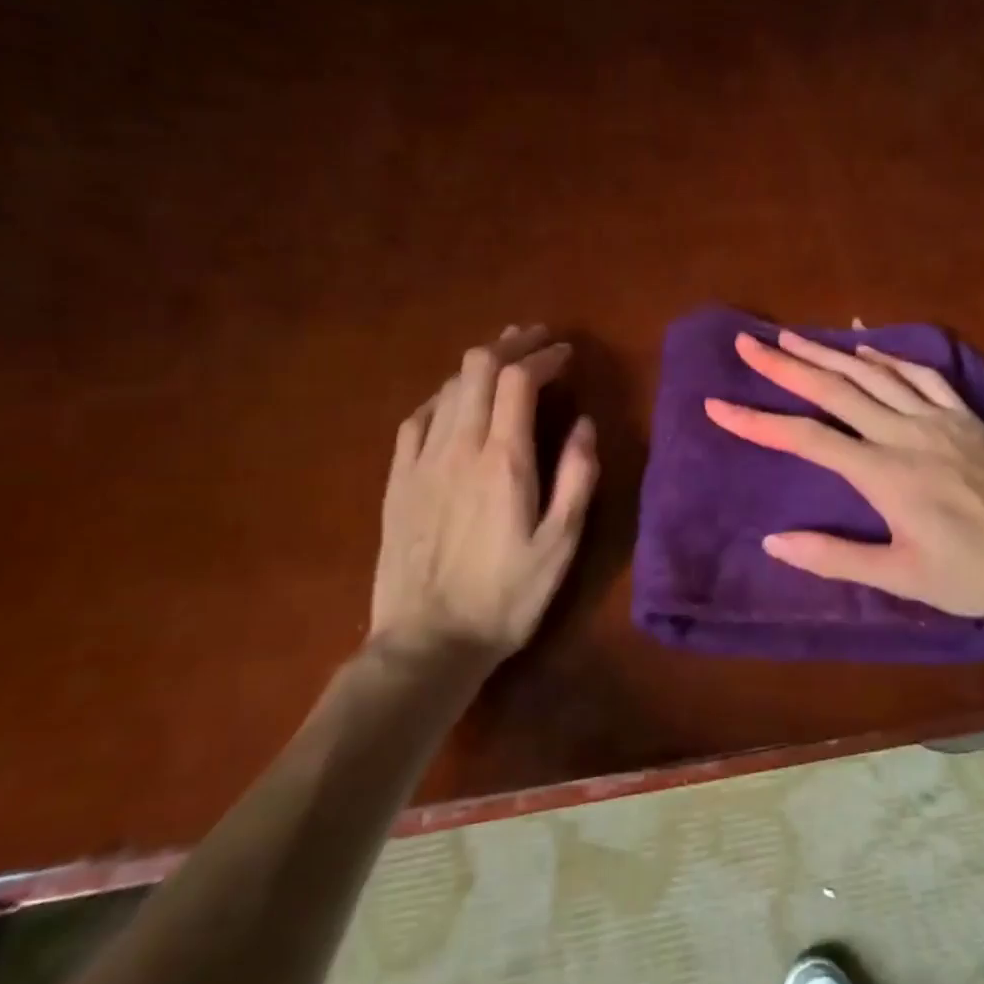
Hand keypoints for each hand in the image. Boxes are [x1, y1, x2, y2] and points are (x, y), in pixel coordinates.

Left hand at [371, 325, 598, 660]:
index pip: (519, 380)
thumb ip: (576, 478)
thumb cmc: (505, 598)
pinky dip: (444, 396)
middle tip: (536, 341)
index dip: (543, 356)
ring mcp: (422, 460)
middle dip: (511, 345)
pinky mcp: (399, 480)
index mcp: (503, 460)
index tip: (565, 353)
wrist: (427, 642)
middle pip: (479, 368)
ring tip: (504, 360)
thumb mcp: (560, 545)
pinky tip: (454, 400)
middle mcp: (459, 446)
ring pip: (449, 387)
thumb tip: (584, 425)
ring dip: (480, 365)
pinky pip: (417, 418)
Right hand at [705, 330, 983, 624]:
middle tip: (748, 343)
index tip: (718, 405)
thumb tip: (773, 542)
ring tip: (792, 335)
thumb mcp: (900, 576)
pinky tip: (866, 346)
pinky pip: (920, 375)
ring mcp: (935, 418)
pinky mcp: (963, 415)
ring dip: (828, 352)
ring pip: (872, 373)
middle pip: (833, 390)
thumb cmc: (971, 571)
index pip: (805, 438)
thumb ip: (834, 557)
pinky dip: (888, 356)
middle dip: (785, 364)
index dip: (758, 421)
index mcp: (881, 472)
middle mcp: (901, 433)